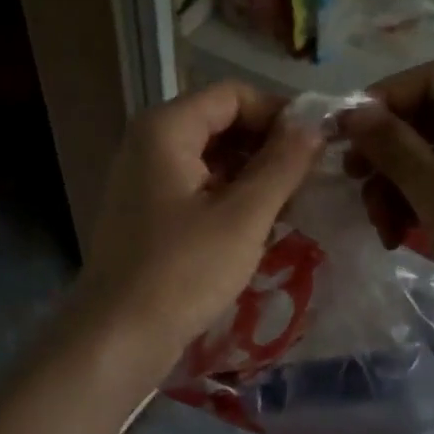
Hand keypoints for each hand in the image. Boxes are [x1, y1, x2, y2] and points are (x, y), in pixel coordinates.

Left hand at [77, 81, 324, 360]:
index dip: (278, 113)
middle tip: (308, 179)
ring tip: (291, 205)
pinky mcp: (147, 212)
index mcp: (166, 129)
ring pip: (210, 157)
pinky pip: (196, 186)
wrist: (117, 338)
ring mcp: (144, 179)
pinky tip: (258, 224)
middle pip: (219, 123)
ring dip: (252, 174)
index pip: (232, 95)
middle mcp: (149, 143)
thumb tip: (313, 128)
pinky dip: (229, 196)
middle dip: (267, 145)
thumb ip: (282, 166)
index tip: (316, 145)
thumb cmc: (183, 271)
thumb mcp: (243, 217)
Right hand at [341, 60, 433, 369]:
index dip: (383, 100)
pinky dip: (415, 205)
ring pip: (429, 155)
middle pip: (427, 118)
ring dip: (395, 185)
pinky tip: (397, 237)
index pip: (431, 79)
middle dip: (386, 152)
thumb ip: (395, 149)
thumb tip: (352, 111)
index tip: (342, 134)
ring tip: (381, 227)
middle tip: (353, 181)